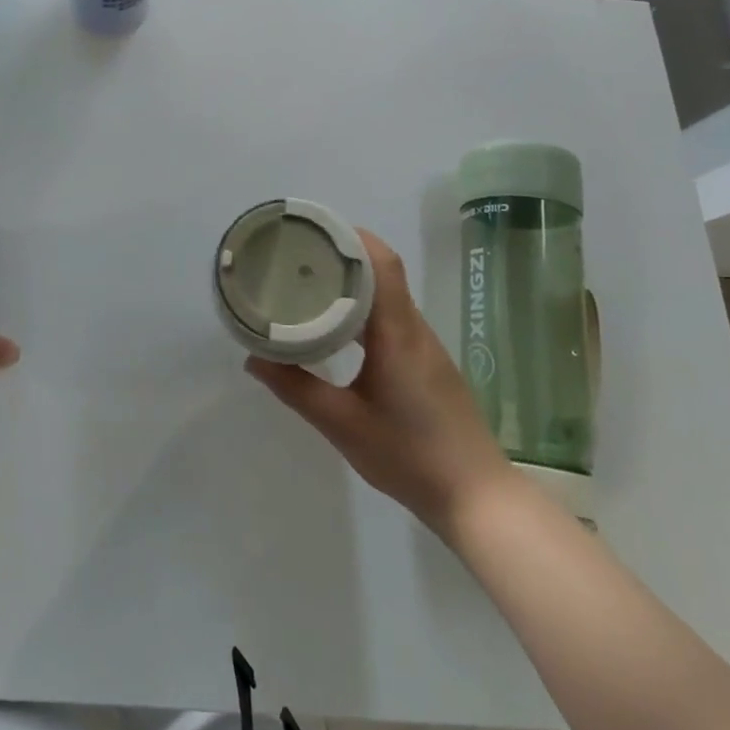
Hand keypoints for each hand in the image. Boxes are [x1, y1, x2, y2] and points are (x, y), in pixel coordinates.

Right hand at [246, 229, 509, 535]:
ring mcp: (424, 346)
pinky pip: (392, 317)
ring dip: (353, 281)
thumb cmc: (409, 457)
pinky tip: (339, 325)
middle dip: (342, 254)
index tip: (312, 231)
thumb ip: (296, 389)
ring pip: (387, 294)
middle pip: (382, 271)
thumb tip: (253, 359)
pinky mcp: (426, 363)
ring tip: (310, 282)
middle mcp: (414, 329)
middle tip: (298, 255)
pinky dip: (364, 306)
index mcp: (396, 333)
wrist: (477, 499)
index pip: (381, 263)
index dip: (350, 238)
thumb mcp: (343, 425)